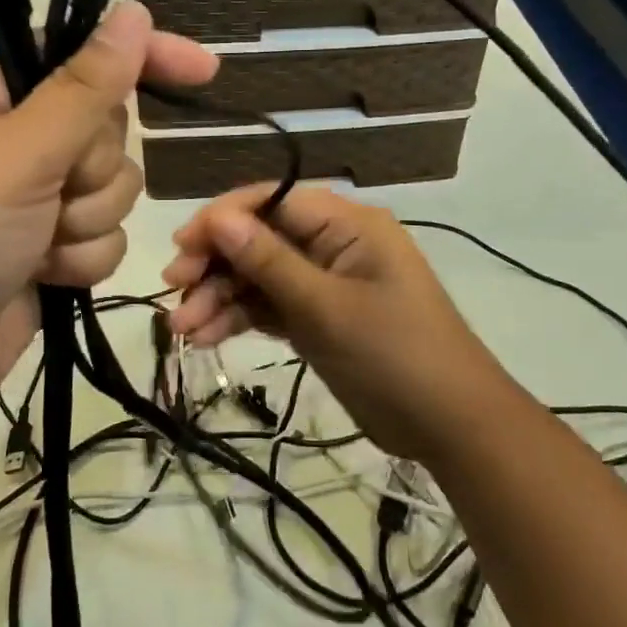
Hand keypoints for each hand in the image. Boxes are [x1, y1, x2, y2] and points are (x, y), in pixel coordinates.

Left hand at [0, 1, 215, 413]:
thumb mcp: (20, 152)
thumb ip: (87, 87)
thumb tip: (135, 13)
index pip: (84, 55)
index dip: (144, 58)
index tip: (204, 69)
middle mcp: (18, 138)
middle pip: (109, 129)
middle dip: (92, 169)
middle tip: (52, 191)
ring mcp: (36, 195)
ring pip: (115, 187)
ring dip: (86, 220)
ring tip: (39, 244)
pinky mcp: (50, 246)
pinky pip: (105, 235)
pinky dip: (82, 258)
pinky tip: (45, 275)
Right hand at [162, 185, 513, 459]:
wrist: (451, 425)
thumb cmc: (394, 355)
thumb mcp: (326, 307)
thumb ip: (269, 261)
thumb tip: (218, 217)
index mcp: (347, 224)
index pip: (273, 200)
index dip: (223, 219)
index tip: (183, 246)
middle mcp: (334, 244)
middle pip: (261, 238)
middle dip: (217, 264)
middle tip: (175, 290)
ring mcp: (326, 282)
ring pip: (260, 276)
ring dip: (221, 297)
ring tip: (182, 330)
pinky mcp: (320, 317)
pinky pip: (272, 306)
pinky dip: (241, 318)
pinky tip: (207, 337)